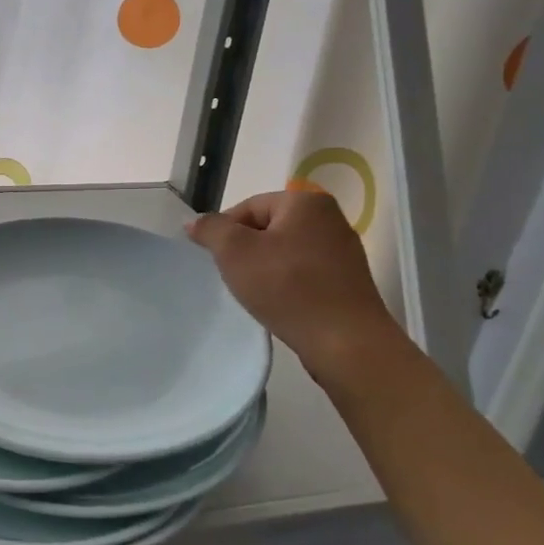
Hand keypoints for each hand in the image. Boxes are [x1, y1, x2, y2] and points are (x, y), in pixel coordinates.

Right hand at [188, 184, 406, 383]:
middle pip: (268, 228)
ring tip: (254, 294)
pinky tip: (279, 304)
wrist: (345, 342)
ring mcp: (343, 251)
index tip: (214, 260)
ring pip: (285, 252)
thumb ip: (211, 229)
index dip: (224, 232)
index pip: (248, 207)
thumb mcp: (234, 252)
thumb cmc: (287, 287)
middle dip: (245, 251)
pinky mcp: (348, 281)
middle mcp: (330, 218)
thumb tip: (194, 221)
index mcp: (306, 202)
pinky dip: (286, 284)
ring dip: (264, 269)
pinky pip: (304, 274)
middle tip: (232, 277)